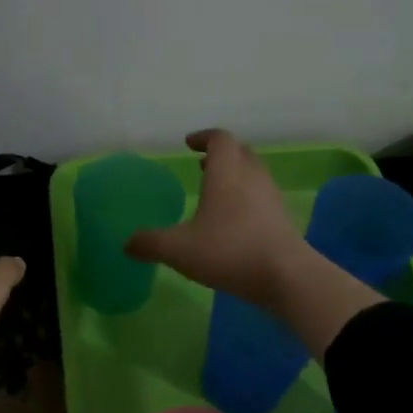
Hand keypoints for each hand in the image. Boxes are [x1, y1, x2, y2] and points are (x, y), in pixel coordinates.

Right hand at [125, 130, 311, 309]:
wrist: (285, 276)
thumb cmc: (228, 251)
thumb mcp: (178, 250)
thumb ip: (150, 243)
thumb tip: (126, 243)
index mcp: (226, 173)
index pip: (220, 139)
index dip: (204, 137)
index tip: (189, 144)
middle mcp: (251, 177)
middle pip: (240, 152)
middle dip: (221, 154)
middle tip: (203, 165)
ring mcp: (271, 198)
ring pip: (254, 174)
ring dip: (235, 175)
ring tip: (215, 192)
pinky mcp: (282, 219)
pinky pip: (262, 197)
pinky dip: (246, 198)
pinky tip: (232, 221)